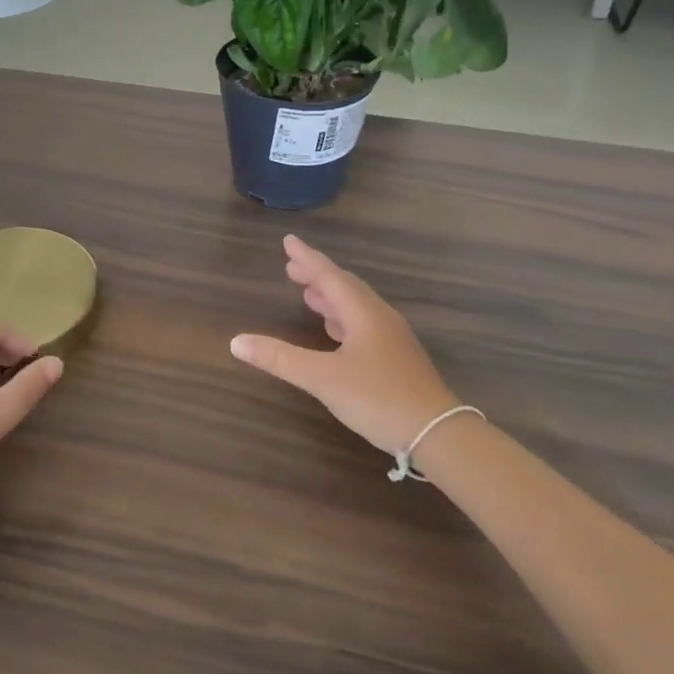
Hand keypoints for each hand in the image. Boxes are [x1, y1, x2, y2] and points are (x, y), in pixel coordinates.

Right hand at [231, 235, 456, 456]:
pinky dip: (343, 317)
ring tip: (309, 293)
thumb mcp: (323, 379)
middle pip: (345, 286)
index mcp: (363, 313)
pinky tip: (335, 330)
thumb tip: (236, 342)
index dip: (307, 258)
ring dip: (331, 296)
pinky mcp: (396, 357)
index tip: (288, 240)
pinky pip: (364, 323)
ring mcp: (391, 338)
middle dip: (317, 275)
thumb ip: (280, 359)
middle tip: (292, 266)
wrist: (438, 432)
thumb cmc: (378, 398)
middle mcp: (379, 317)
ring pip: (356, 306)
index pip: (329, 276)